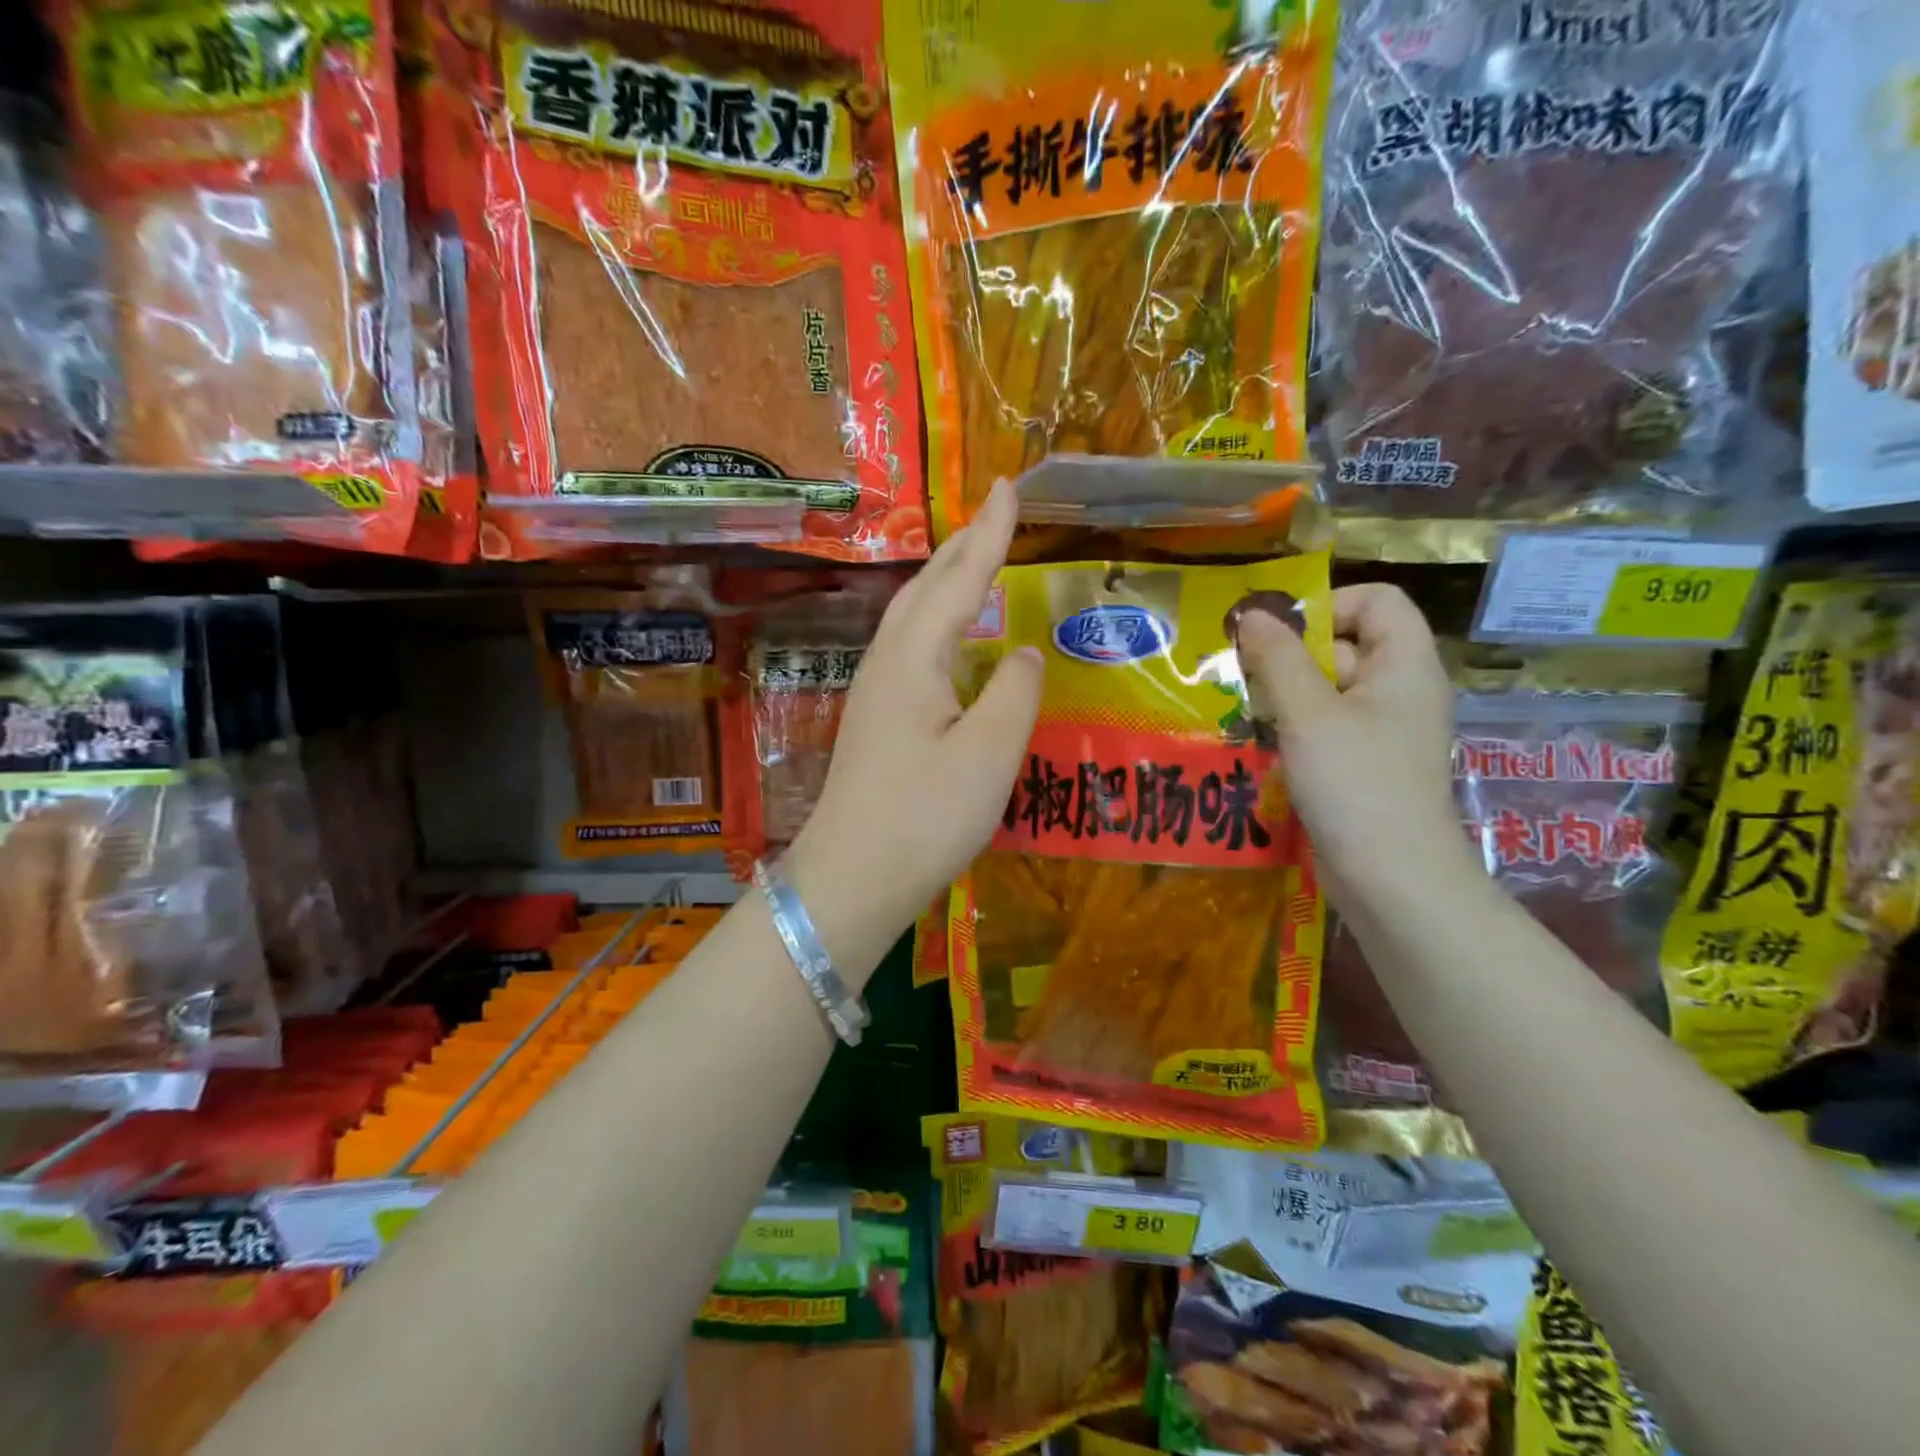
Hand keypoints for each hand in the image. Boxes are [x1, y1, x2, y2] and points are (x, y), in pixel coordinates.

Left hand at [786, 481, 1041, 957]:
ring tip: (975, 561)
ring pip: (913, 616)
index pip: (960, 579)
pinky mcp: (876, 721)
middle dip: (963, 546)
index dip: (989, 533)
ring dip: (946, 581)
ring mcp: (875, 692)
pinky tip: (950, 640)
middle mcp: (887, 662)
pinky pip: (911, 647)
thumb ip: (1015, 693)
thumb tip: (1024, 653)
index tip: (1008, 485)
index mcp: (914, 657)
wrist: (853, 877)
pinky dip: (938, 622)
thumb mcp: (989, 754)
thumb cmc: (924, 816)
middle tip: (995, 513)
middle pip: (927, 588)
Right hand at [1236, 584, 1472, 904]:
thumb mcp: (1308, 713)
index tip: (1278, 635)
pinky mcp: (1362, 765)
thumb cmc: (1356, 783)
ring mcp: (1381, 731)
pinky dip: (1293, 729)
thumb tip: (1251, 614)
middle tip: (1244, 678)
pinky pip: (1325, 727)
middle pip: (1344, 644)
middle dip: (1290, 656)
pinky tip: (1260, 745)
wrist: (1391, 879)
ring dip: (1283, 695)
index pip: (1377, 600)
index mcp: (1405, 664)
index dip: (1328, 606)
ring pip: (1327, 690)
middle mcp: (1398, 690)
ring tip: (1244, 713)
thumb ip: (1278, 657)